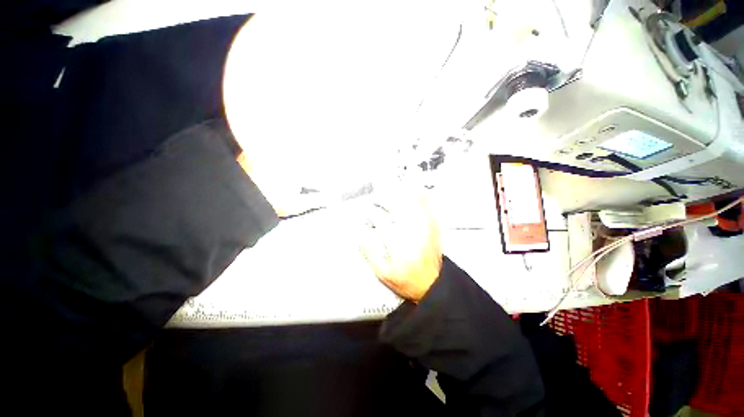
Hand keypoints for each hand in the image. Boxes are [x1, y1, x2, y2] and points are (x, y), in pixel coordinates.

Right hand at [359, 194, 441, 301]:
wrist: (431, 284)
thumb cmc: (408, 280)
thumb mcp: (384, 274)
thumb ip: (371, 256)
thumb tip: (361, 240)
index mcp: (397, 244)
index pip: (382, 223)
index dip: (372, 215)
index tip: (367, 212)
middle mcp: (410, 234)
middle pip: (397, 210)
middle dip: (386, 201)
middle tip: (379, 199)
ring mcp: (423, 230)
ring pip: (413, 207)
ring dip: (403, 197)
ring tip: (395, 190)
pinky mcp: (432, 230)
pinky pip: (428, 211)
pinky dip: (423, 201)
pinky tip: (419, 194)